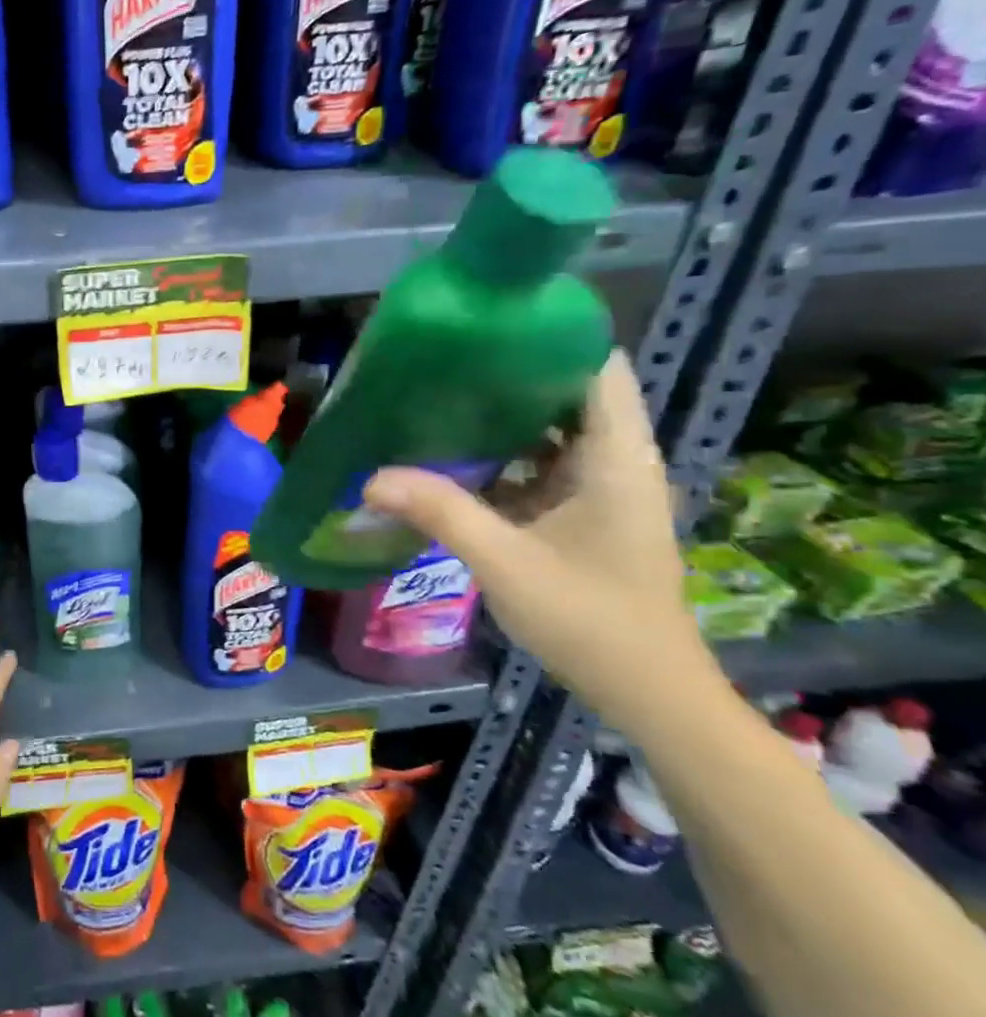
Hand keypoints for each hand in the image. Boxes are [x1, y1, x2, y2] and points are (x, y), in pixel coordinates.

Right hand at [361, 350, 723, 732]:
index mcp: (615, 456)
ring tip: (433, 396)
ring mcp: (597, 487)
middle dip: (505, 373)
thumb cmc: (591, 620)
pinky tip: (448, 455)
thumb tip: (370, 477)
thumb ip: (440, 512)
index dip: (546, 337)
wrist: (646, 691)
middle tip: (437, 361)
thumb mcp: (505, 562)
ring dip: (496, 415)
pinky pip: (536, 463)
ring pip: (547, 428)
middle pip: (564, 391)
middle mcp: (612, 460)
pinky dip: (498, 454)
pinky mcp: (580, 511)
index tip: (482, 324)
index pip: (594, 366)